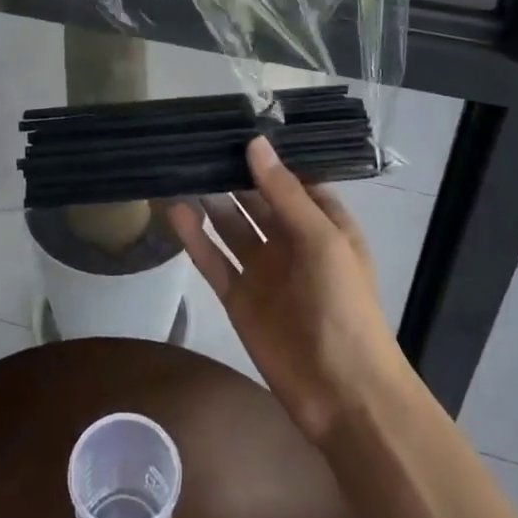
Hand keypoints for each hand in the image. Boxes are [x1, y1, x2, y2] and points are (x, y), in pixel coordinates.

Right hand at [168, 137, 406, 446]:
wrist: (344, 395)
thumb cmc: (344, 305)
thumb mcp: (321, 240)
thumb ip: (284, 193)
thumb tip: (254, 142)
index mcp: (321, 221)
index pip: (289, 177)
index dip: (264, 154)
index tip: (232, 122)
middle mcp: (290, 239)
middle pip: (254, 198)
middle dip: (229, 172)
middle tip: (193, 139)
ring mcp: (262, 269)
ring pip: (229, 224)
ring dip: (208, 199)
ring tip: (177, 165)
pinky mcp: (238, 297)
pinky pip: (213, 259)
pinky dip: (194, 236)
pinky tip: (173, 209)